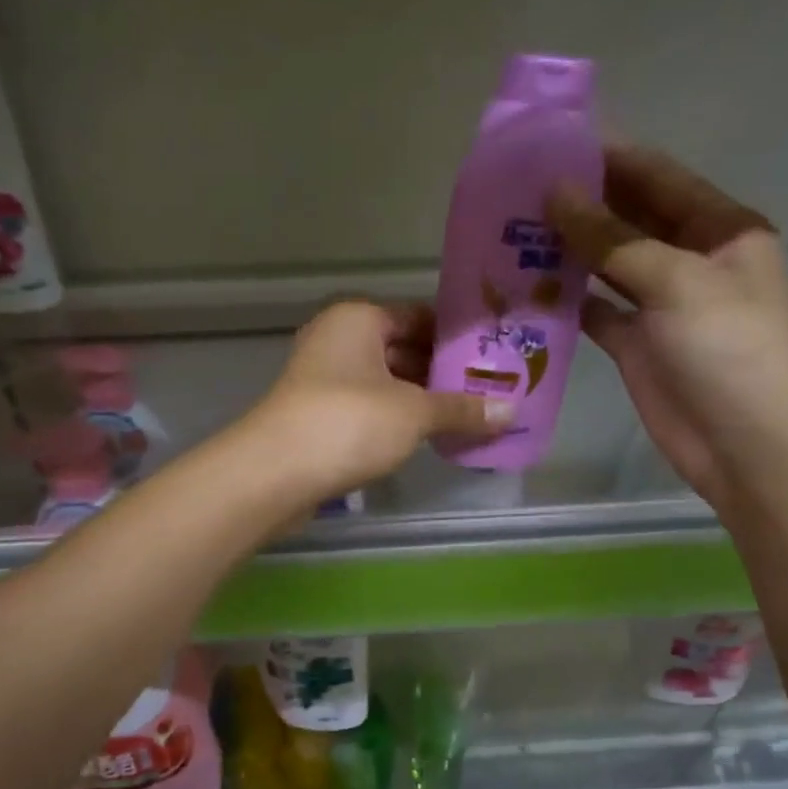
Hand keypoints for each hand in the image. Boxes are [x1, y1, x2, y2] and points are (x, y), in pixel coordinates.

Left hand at [247, 301, 511, 508]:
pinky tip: (427, 436)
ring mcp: (323, 377)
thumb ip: (462, 409)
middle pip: (401, 348)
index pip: (418, 316)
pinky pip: (368, 406)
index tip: (492, 356)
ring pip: (385, 381)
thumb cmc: (350, 422)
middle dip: (441, 372)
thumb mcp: (415, 413)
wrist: (275, 472)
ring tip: (467, 416)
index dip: (455, 337)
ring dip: (420, 398)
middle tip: (488, 390)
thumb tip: (512, 412)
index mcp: (358, 318)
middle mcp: (337, 339)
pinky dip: (396, 418)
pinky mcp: (317, 413)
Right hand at [548, 144, 787, 510]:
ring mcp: (661, 303)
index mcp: (720, 229)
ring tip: (512, 227)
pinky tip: (526, 283)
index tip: (552, 141)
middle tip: (518, 186)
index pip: (658, 177)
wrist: (747, 446)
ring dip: (567, 247)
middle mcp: (690, 258)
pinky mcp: (636, 343)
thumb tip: (556, 193)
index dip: (609, 156)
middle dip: (582, 201)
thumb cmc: (729, 350)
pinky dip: (565, 297)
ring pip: (607, 263)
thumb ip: (613, 239)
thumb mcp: (677, 282)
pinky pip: (595, 309)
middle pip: (629, 218)